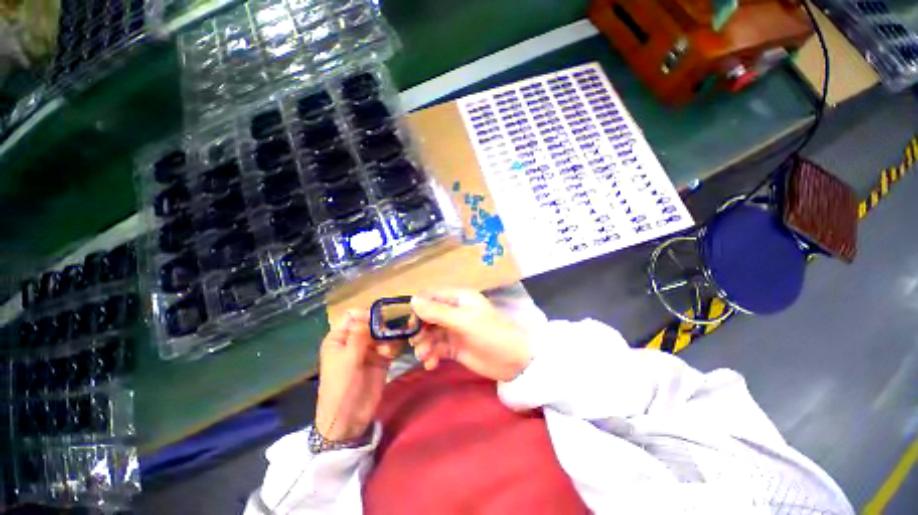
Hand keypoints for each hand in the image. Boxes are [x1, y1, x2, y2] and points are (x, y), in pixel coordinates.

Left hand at [314, 310, 401, 441]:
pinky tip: (391, 355)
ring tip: (387, 349)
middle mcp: (355, 340)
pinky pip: (391, 345)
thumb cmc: (341, 387)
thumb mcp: (347, 360)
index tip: (381, 317)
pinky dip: (393, 347)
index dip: (367, 314)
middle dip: (383, 325)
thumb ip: (359, 336)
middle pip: (372, 323)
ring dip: (389, 337)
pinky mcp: (381, 358)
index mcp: (339, 338)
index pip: (354, 316)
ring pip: (384, 333)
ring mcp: (369, 349)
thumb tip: (364, 313)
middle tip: (392, 330)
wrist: (349, 418)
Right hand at [409, 290, 531, 381]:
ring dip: (424, 345)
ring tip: (425, 357)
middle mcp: (454, 312)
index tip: (409, 323)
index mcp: (458, 298)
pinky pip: (437, 349)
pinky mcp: (455, 348)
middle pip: (428, 317)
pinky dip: (431, 356)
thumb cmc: (490, 333)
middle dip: (420, 330)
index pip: (431, 297)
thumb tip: (412, 299)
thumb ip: (437, 311)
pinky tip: (431, 365)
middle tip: (417, 343)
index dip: (418, 308)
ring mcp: (454, 330)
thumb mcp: (464, 320)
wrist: (514, 361)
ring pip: (430, 334)